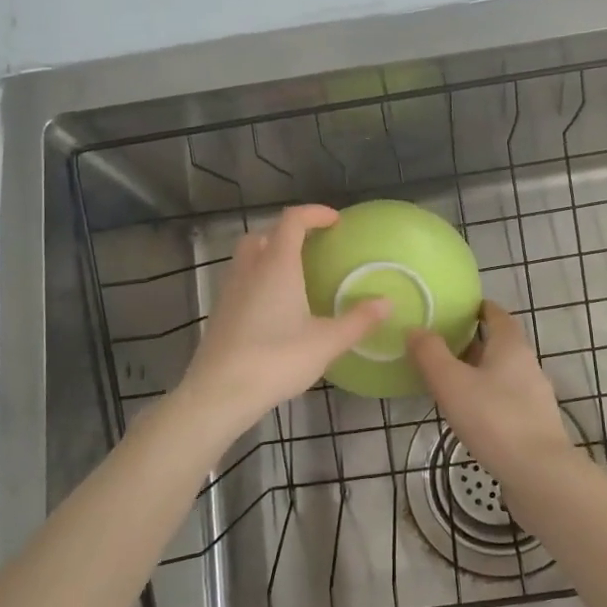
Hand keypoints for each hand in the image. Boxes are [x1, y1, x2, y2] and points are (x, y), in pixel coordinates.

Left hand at [179, 205, 389, 432]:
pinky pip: (240, 280)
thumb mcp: (326, 342)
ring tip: (294, 274)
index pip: (292, 221)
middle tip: (312, 245)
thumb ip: (358, 320)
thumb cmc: (276, 360)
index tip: (335, 220)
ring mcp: (229, 291)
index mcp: (277, 266)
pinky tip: (274, 306)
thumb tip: (387, 302)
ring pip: (247, 257)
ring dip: (269, 254)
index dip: (314, 213)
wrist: (219, 393)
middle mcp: (250, 270)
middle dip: (288, 232)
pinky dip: (258, 279)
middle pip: (264, 234)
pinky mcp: (220, 313)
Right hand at [409, 302, 573, 479]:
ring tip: (450, 378)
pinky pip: (507, 398)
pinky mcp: (535, 423)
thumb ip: (431, 354)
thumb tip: (416, 328)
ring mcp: (535, 396)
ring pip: (504, 373)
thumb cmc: (493, 418)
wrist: (538, 473)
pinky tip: (471, 412)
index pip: (497, 315)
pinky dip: (488, 396)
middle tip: (443, 343)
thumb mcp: (452, 383)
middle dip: (474, 340)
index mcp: (511, 346)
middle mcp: (528, 364)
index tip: (458, 308)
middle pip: (501, 343)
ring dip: (480, 371)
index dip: (479, 308)